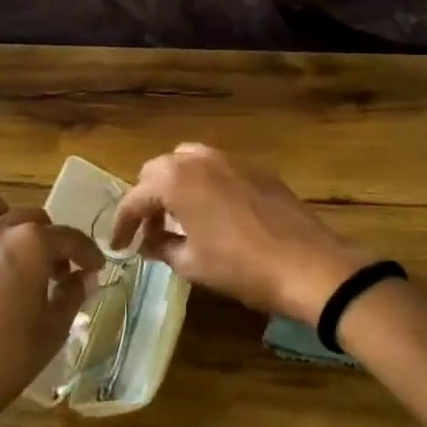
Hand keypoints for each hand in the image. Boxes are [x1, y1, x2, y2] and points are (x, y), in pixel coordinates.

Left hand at [0, 186, 102, 426]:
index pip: (68, 237)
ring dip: (3, 216)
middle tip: (56, 271)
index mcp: (29, 245)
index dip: (87, 252)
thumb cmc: (4, 362)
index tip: (95, 267)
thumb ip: (72, 295)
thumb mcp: (52, 332)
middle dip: (50, 239)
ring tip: (10, 246)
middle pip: (30, 217)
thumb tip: (85, 277)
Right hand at [110, 145, 367, 322]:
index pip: (135, 197)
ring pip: (188, 162)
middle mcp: (199, 159)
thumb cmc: (242, 267)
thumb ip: (162, 247)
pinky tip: (211, 214)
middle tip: (148, 231)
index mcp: (176, 180)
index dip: (122, 223)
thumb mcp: (193, 264)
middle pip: (158, 170)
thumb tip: (148, 242)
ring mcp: (231, 159)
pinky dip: (203, 185)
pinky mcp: (256, 169)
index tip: (118, 245)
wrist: (308, 265)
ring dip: (175, 186)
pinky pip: (216, 169)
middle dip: (147, 199)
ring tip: (178, 219)